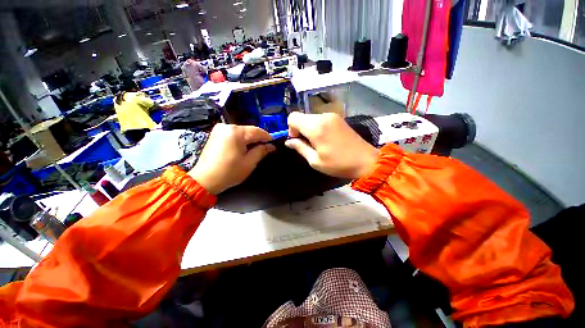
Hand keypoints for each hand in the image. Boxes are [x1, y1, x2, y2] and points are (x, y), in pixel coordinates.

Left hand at [189, 124, 275, 193]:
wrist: (205, 179)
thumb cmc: (229, 172)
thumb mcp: (249, 162)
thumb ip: (261, 151)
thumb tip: (271, 146)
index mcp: (236, 132)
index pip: (257, 131)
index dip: (268, 137)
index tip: (274, 143)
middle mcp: (227, 126)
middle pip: (249, 130)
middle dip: (258, 139)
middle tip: (266, 148)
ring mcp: (220, 129)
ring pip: (242, 132)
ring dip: (250, 139)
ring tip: (256, 149)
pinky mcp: (216, 134)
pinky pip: (234, 134)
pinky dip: (241, 139)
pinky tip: (244, 148)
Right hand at [285, 112, 378, 178]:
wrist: (366, 161)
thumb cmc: (338, 164)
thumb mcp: (315, 161)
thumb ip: (300, 148)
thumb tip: (288, 141)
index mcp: (316, 127)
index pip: (293, 117)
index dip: (291, 129)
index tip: (298, 141)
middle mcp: (323, 117)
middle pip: (302, 116)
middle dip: (300, 129)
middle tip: (308, 145)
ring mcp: (332, 116)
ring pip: (311, 117)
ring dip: (309, 128)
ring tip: (317, 143)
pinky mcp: (339, 118)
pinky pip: (321, 119)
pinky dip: (317, 127)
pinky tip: (325, 139)